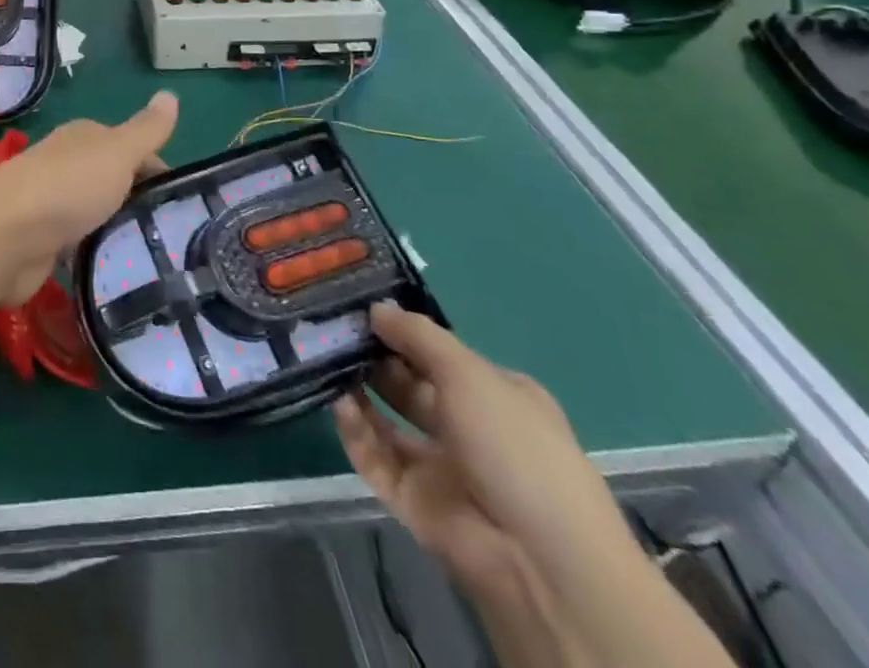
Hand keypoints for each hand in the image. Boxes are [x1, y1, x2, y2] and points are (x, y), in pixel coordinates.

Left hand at [0, 91, 177, 306]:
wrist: (3, 237)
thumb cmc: (66, 187)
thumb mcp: (117, 152)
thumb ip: (146, 130)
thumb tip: (171, 94)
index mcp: (84, 138)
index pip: (130, 148)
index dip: (158, 170)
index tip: (183, 202)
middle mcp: (66, 165)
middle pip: (113, 181)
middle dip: (140, 203)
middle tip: (175, 235)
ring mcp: (51, 204)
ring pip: (96, 214)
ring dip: (118, 230)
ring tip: (155, 260)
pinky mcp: (42, 243)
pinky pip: (79, 245)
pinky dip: (96, 254)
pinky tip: (117, 272)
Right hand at [333, 303, 636, 595]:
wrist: (539, 561)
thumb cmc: (514, 446)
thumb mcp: (468, 373)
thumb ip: (418, 336)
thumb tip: (376, 308)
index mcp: (493, 395)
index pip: (439, 354)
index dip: (402, 331)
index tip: (361, 309)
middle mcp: (466, 427)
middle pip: (409, 385)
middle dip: (374, 359)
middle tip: (335, 333)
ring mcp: (439, 467)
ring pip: (387, 422)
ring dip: (359, 393)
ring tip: (328, 364)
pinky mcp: (413, 501)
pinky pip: (376, 459)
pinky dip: (357, 433)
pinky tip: (341, 406)